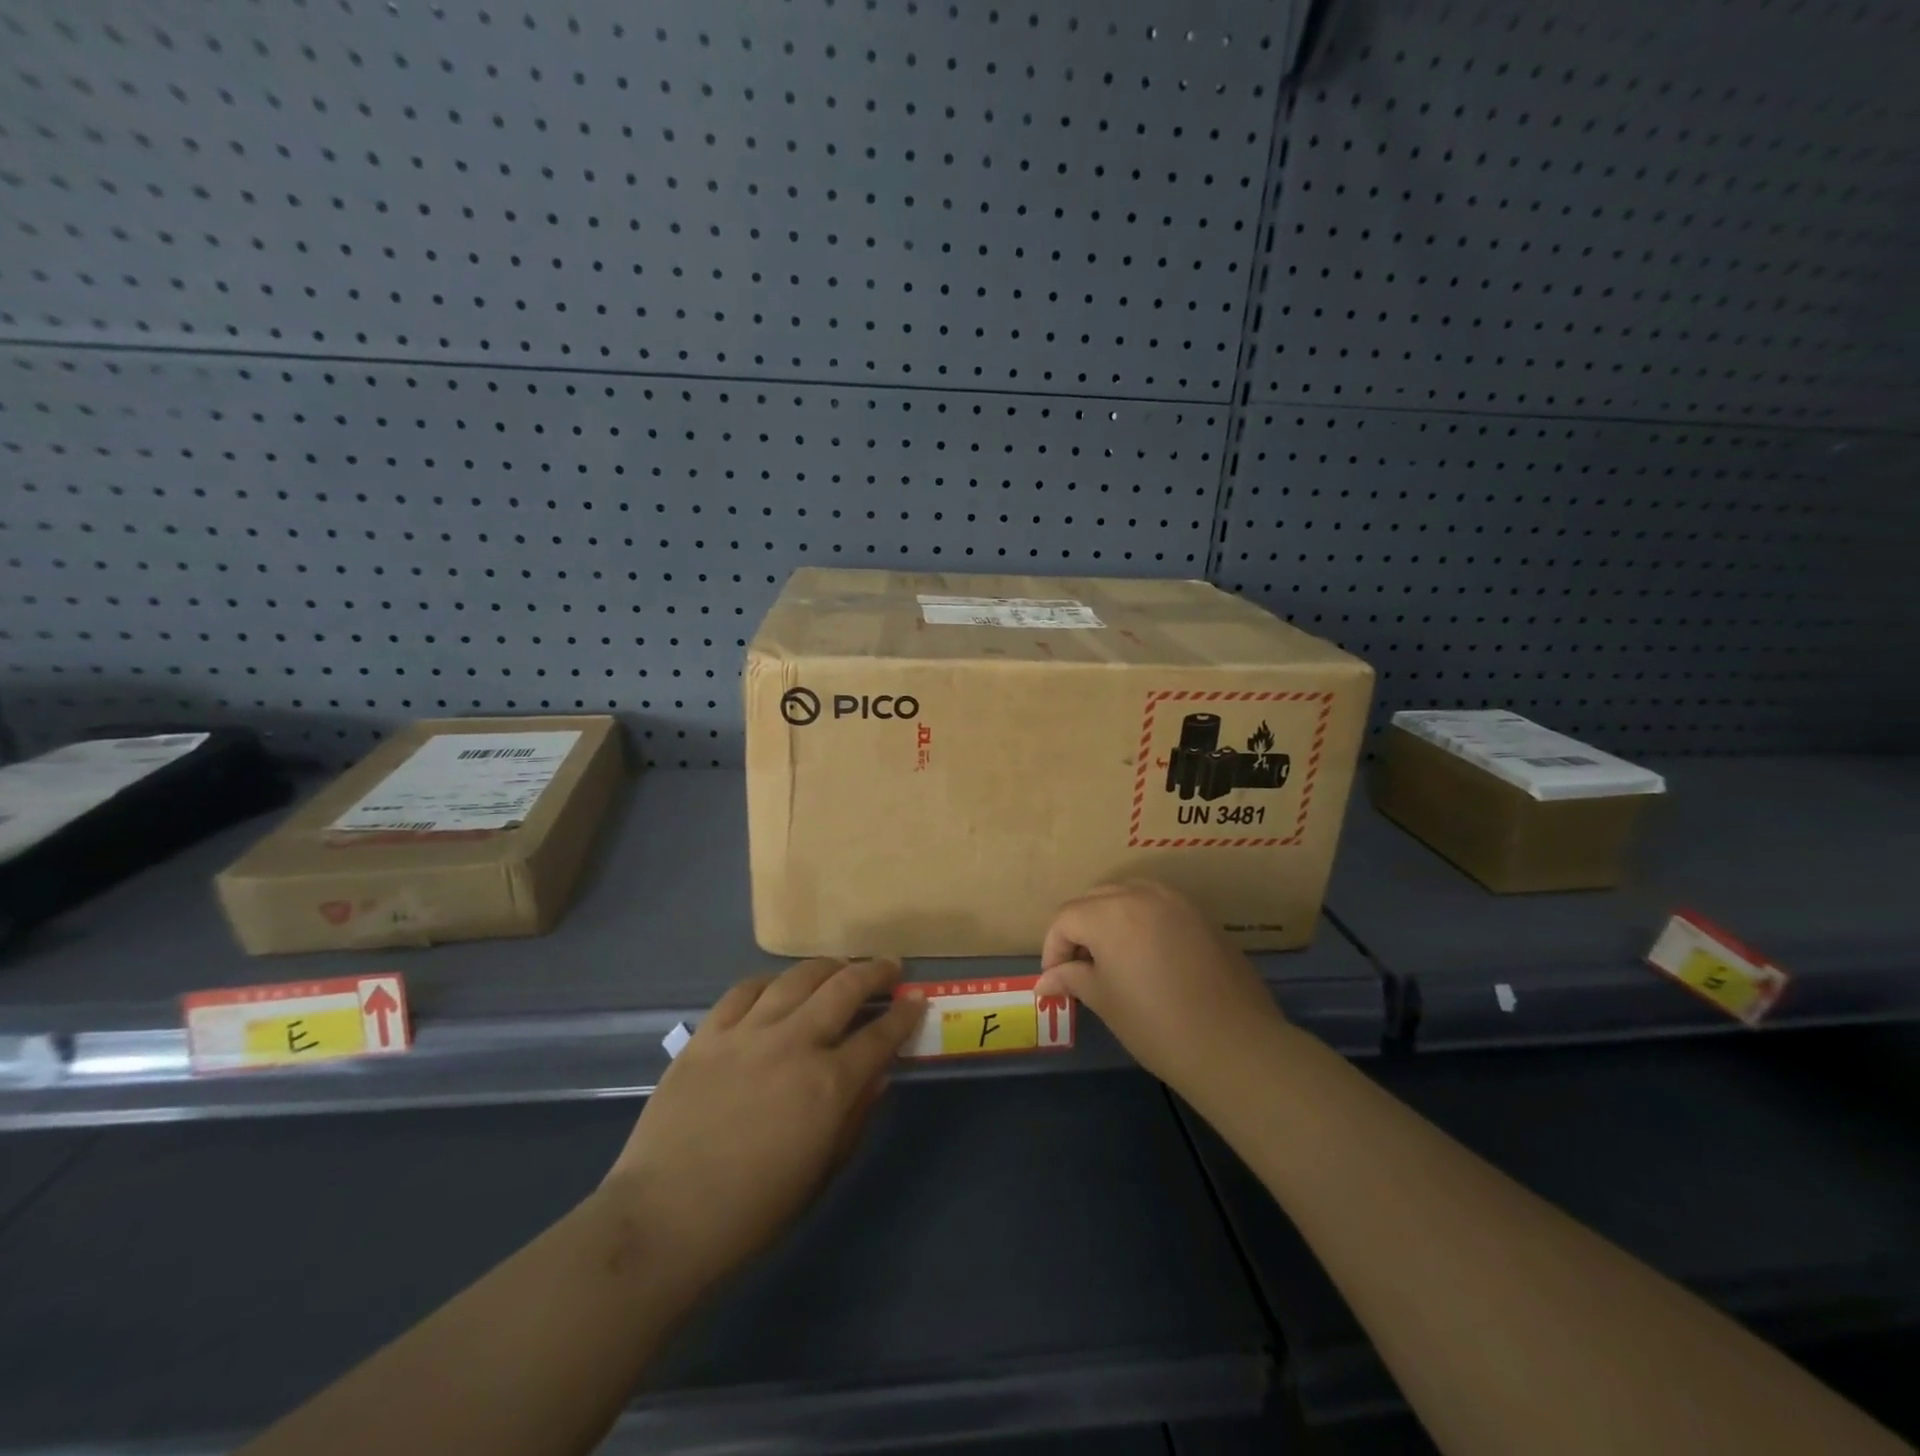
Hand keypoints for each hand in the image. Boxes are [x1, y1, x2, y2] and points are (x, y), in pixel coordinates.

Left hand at [601, 958, 925, 1302]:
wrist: (663, 1220)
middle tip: (888, 968)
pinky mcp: (708, 1034)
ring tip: (839, 966)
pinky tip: (778, 985)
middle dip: (874, 972)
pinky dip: (769, 982)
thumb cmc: (752, 1213)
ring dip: (827, 967)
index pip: (880, 1036)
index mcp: (828, 1086)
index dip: (905, 1015)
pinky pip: (744, 990)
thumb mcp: (820, 1173)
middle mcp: (793, 1045)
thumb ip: (854, 1117)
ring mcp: (747, 1033)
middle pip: (844, 989)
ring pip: (796, 978)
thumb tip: (876, 1075)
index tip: (917, 1000)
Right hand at [1036, 881, 1284, 1088]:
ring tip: (1111, 958)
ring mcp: (1175, 901)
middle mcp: (1140, 894)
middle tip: (1078, 968)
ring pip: (1127, 895)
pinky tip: (1146, 956)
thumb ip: (1072, 979)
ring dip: (1110, 918)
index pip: (1066, 918)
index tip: (1055, 981)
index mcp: (1109, 912)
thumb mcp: (1105, 1001)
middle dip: (1079, 929)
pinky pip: (1158, 905)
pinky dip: (1141, 920)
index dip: (1053, 948)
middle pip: (1094, 899)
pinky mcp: (1201, 916)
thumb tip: (1046, 980)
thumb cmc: (1156, 1024)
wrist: (1234, 1045)